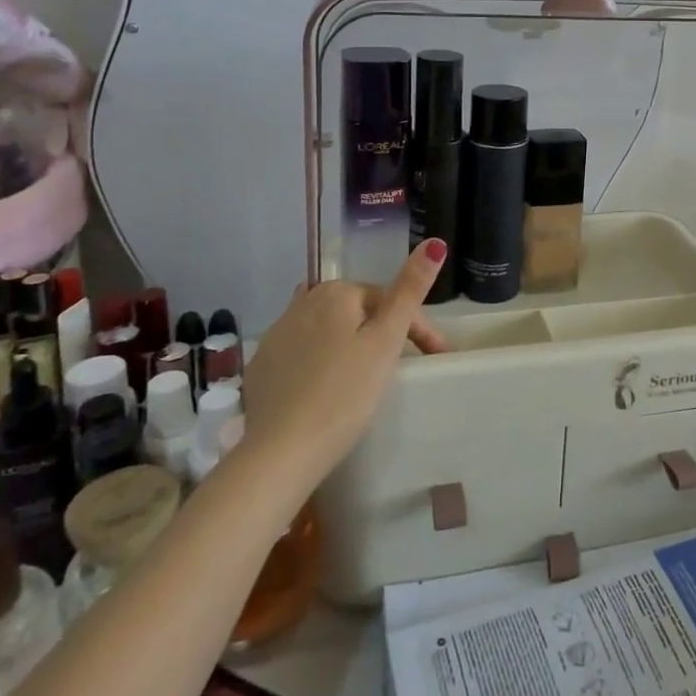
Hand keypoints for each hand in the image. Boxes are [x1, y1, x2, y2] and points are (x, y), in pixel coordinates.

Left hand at [237, 240, 450, 481]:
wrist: (281, 453)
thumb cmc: (344, 394)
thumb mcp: (386, 341)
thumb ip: (409, 290)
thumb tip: (433, 242)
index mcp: (335, 293)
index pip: (388, 299)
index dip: (416, 326)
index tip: (435, 356)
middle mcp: (301, 303)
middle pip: (356, 311)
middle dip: (381, 331)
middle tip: (403, 367)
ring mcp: (276, 335)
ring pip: (327, 330)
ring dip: (350, 344)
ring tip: (367, 377)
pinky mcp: (261, 368)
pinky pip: (301, 353)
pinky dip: (320, 362)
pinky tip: (327, 387)